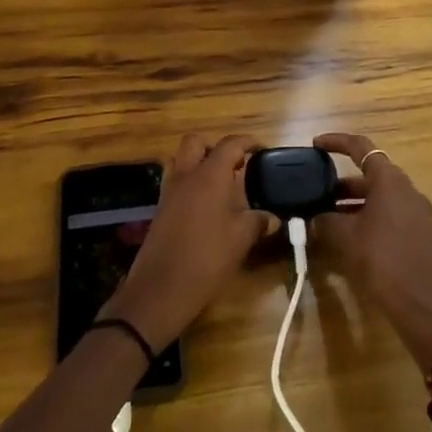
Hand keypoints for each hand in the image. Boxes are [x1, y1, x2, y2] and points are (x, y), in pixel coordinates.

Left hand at [102, 134, 265, 352]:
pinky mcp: (160, 209)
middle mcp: (186, 176)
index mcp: (209, 176)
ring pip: (180, 160)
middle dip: (215, 147)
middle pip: (196, 142)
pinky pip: (175, 182)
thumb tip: (272, 218)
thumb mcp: (241, 240)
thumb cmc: (207, 258)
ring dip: (198, 163)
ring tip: (219, 183)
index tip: (260, 148)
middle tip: (234, 164)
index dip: (246, 142)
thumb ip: (258, 222)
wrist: (161, 289)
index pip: (229, 145)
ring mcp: (169, 192)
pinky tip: (205, 206)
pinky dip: (189, 183)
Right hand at [311, 133, 431, 370]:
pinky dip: (366, 213)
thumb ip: (325, 219)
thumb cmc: (379, 258)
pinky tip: (347, 233)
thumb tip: (315, 217)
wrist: (418, 301)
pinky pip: (387, 211)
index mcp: (390, 180)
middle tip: (317, 189)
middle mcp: (406, 189)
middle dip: (342, 180)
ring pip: (378, 194)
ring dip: (353, 199)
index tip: (316, 145)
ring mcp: (415, 210)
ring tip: (326, 213)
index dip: (337, 142)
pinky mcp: (417, 230)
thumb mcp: (344, 236)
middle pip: (371, 172)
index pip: (361, 147)